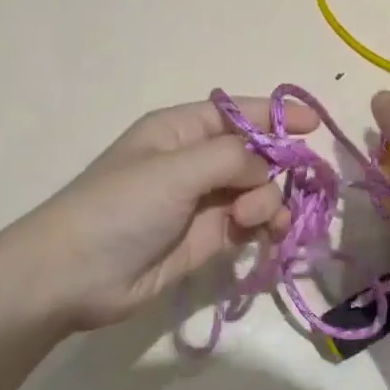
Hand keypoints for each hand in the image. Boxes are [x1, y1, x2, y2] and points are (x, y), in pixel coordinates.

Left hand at [12, 97, 317, 330]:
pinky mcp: (206, 239)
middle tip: (276, 187)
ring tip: (255, 219)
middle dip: (275, 167)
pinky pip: (248, 223)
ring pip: (256, 191)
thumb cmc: (120, 207)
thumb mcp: (175, 170)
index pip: (237, 113)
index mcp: (180, 130)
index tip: (315, 125)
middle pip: (253, 154)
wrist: (74, 276)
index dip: (275, 115)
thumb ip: (231, 159)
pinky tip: (267, 234)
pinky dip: (263, 225)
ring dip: (268, 201)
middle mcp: (193, 161)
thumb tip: (267, 167)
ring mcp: (201, 202)